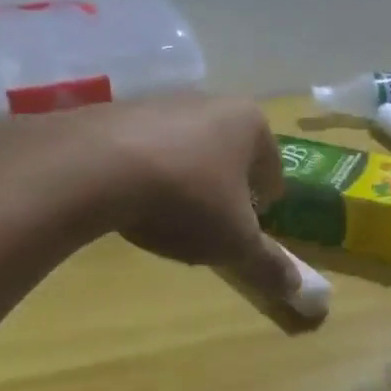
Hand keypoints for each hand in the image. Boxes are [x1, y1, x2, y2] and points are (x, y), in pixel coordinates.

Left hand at [89, 95, 300, 297]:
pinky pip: (147, 148)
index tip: (255, 223)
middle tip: (216, 222)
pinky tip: (133, 199)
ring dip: (187, 177)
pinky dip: (148, 172)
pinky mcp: (118, 112)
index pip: (272, 166)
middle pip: (230, 152)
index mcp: (249, 123)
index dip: (267, 200)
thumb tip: (298, 289)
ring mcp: (161, 102)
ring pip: (188, 147)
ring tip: (171, 214)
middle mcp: (210, 102)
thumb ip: (267, 264)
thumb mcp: (234, 242)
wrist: (93, 167)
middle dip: (226, 186)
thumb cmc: (185, 199)